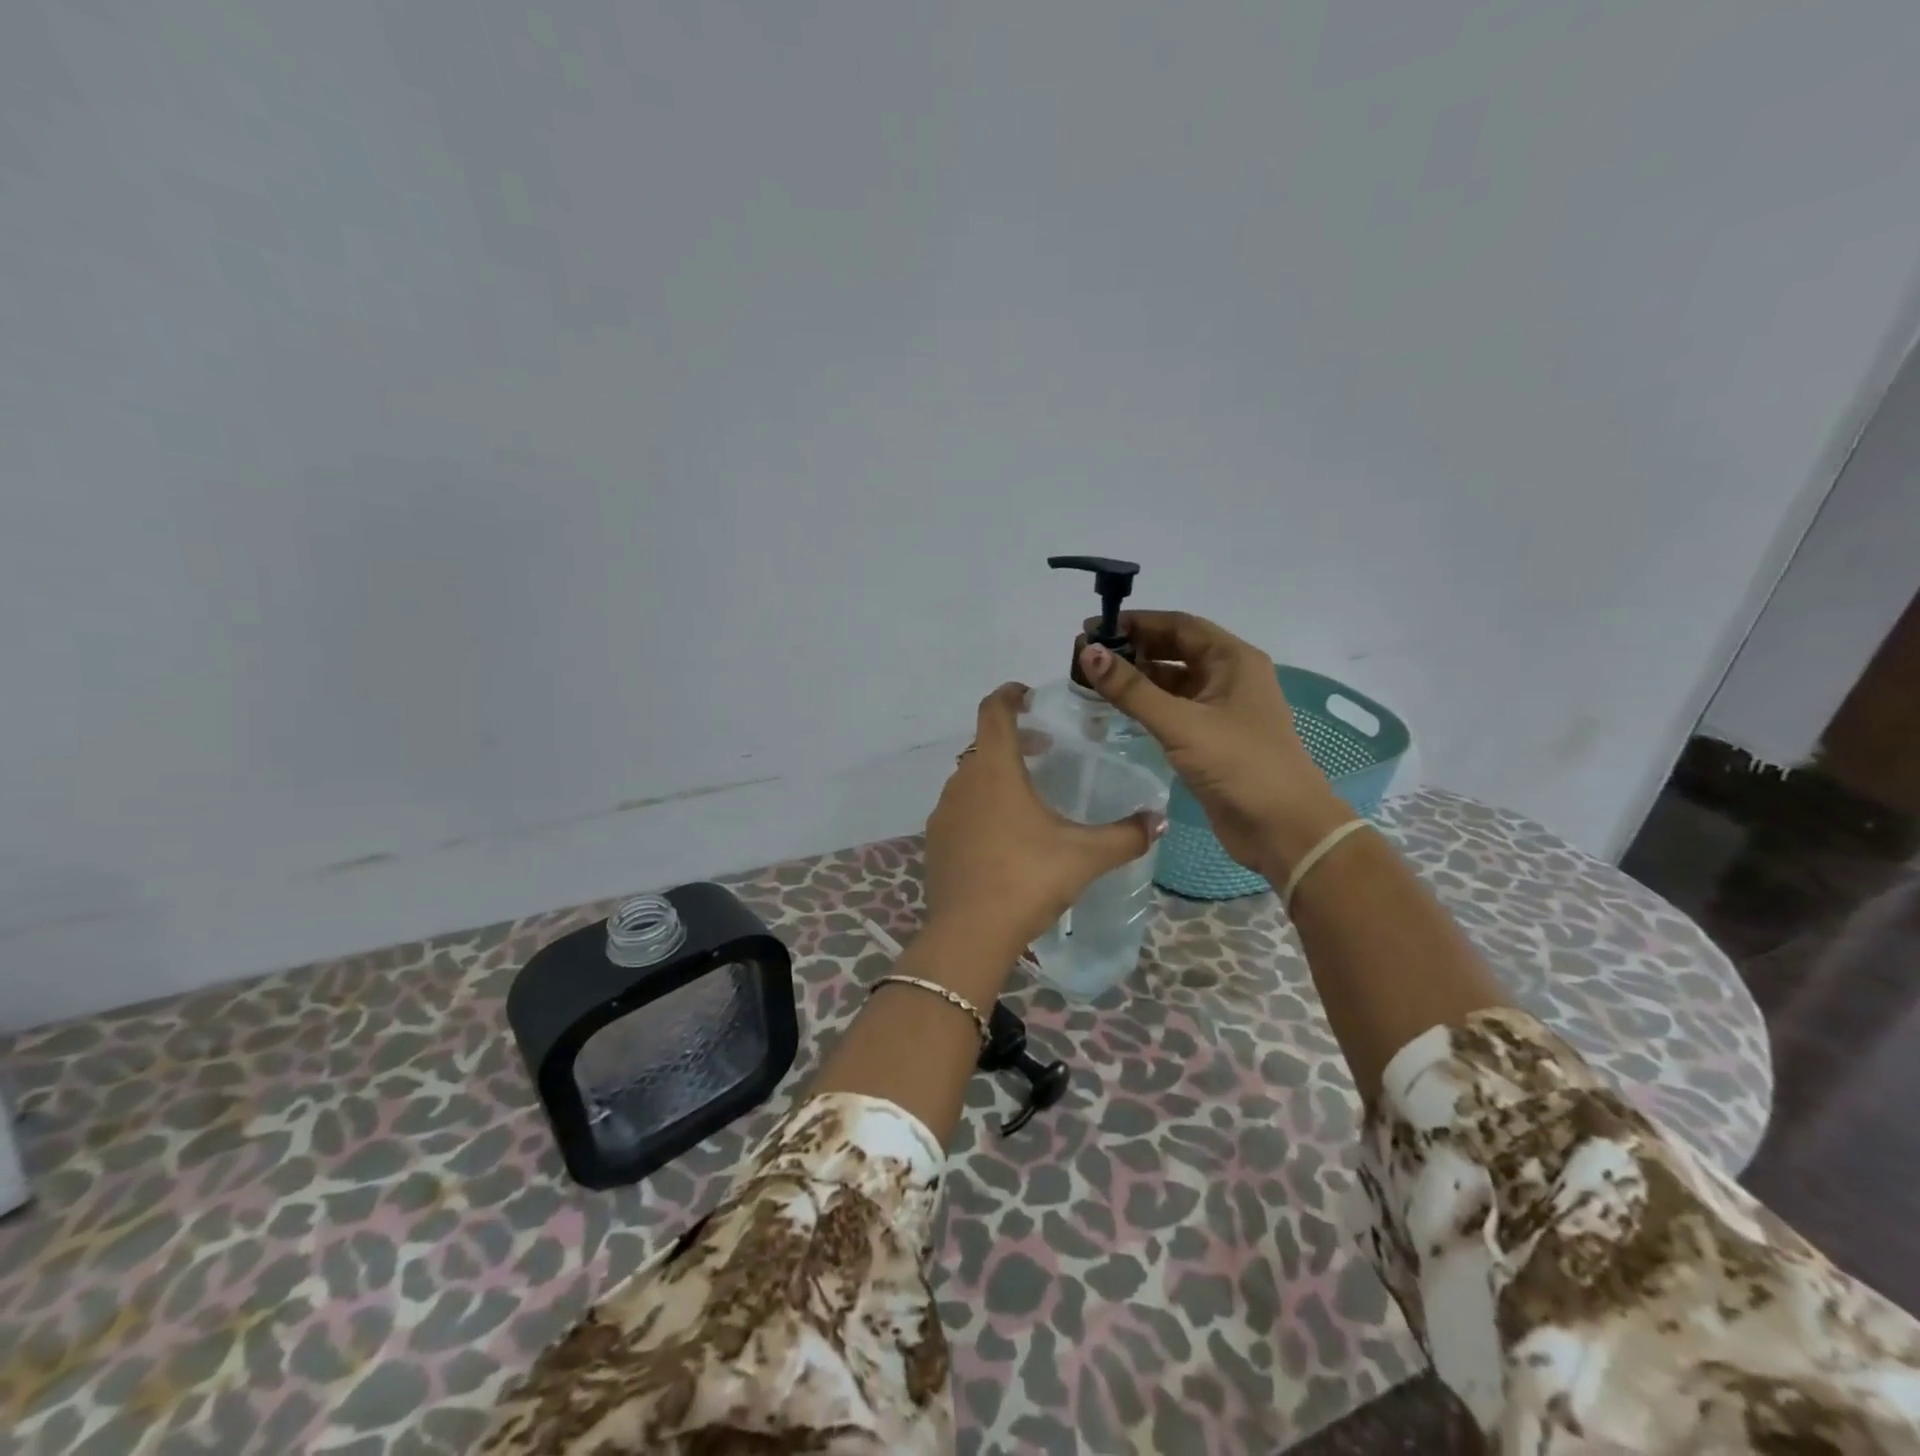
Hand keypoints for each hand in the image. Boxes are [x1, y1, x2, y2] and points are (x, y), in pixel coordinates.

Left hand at [923, 683, 1166, 965]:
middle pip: (984, 744)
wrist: (969, 933)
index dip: (1010, 694)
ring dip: (996, 775)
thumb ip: (1125, 835)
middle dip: (1013, 739)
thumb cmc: (1027, 879)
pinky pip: (960, 809)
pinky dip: (981, 806)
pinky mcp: (935, 842)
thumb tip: (1158, 821)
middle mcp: (962, 782)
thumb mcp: (1085, 856)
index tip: (1028, 694)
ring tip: (1028, 796)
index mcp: (995, 770)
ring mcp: (943, 813)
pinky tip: (1004, 837)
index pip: (994, 711)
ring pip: (970, 778)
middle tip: (1044, 749)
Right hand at [1078, 612, 1348, 874]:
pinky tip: (1117, 711)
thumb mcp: (1182, 723)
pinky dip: (1146, 706)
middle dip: (1133, 649)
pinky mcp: (1211, 739)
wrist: (1283, 829)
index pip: (1179, 625)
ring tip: (1094, 681)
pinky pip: (1173, 710)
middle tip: (1088, 656)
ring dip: (1137, 679)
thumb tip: (1089, 653)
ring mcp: (1221, 710)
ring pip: (1172, 682)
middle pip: (1175, 650)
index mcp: (1234, 661)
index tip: (1094, 628)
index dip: (1137, 622)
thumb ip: (1133, 690)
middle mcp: (1229, 678)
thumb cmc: (1240, 765)